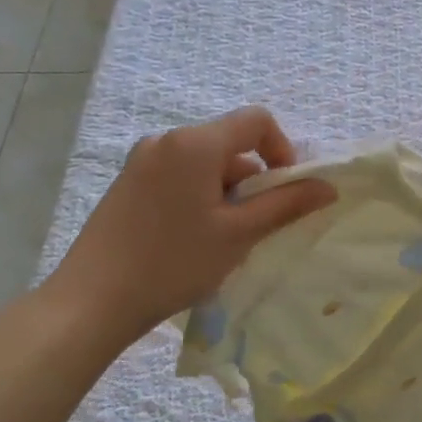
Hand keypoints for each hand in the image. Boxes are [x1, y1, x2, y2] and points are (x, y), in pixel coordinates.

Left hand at [45, 107, 334, 349]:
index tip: (285, 192)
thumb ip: (286, 204)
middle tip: (254, 228)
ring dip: (228, 194)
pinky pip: (180, 177)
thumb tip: (328, 186)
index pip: (256, 121)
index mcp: (194, 144)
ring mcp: (141, 161)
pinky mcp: (128, 184)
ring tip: (222, 241)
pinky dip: (201, 198)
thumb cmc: (174, 262)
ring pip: (206, 165)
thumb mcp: (239, 234)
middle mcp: (166, 140)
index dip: (282, 150)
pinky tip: (193, 239)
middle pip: (230, 144)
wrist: (93, 300)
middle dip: (254, 180)